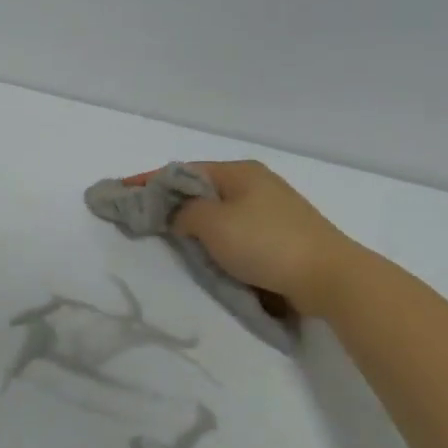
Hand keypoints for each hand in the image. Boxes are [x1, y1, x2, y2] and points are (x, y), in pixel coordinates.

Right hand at [150, 160, 359, 318]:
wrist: (328, 277)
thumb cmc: (266, 243)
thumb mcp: (213, 223)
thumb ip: (184, 213)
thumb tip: (178, 215)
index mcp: (238, 171)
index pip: (182, 171)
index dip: (147, 180)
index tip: (118, 189)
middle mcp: (254, 183)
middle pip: (199, 188)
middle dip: (168, 200)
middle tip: (139, 215)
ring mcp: (269, 208)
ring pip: (216, 210)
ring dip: (191, 220)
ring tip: (166, 234)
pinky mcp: (278, 234)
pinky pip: (232, 228)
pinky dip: (212, 235)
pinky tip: (203, 249)